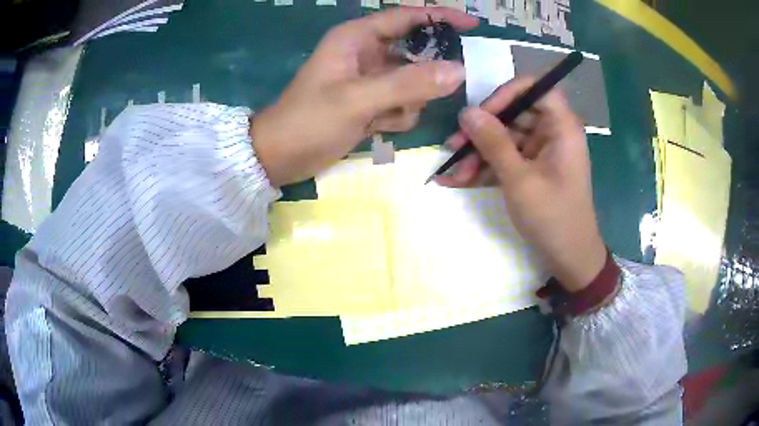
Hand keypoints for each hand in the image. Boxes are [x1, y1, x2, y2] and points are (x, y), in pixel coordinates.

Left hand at [251, 7, 477, 186]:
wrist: (279, 157)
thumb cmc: (308, 121)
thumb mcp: (357, 99)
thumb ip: (409, 84)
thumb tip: (459, 71)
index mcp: (357, 38)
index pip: (407, 16)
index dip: (441, 17)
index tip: (473, 25)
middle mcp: (366, 53)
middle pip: (416, 52)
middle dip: (426, 73)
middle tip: (433, 91)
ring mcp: (370, 79)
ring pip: (413, 83)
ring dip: (407, 102)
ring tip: (382, 117)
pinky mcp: (370, 102)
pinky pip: (402, 104)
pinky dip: (396, 117)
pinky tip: (375, 128)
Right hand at [437, 77, 605, 291]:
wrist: (568, 257)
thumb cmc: (552, 217)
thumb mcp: (520, 179)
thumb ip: (493, 143)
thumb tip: (467, 112)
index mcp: (561, 127)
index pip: (536, 88)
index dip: (508, 93)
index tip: (483, 112)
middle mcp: (552, 133)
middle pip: (514, 115)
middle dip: (482, 130)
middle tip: (453, 145)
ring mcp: (541, 152)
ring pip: (505, 139)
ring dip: (478, 153)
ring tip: (453, 172)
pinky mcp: (532, 169)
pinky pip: (506, 159)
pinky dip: (485, 168)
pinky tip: (457, 180)